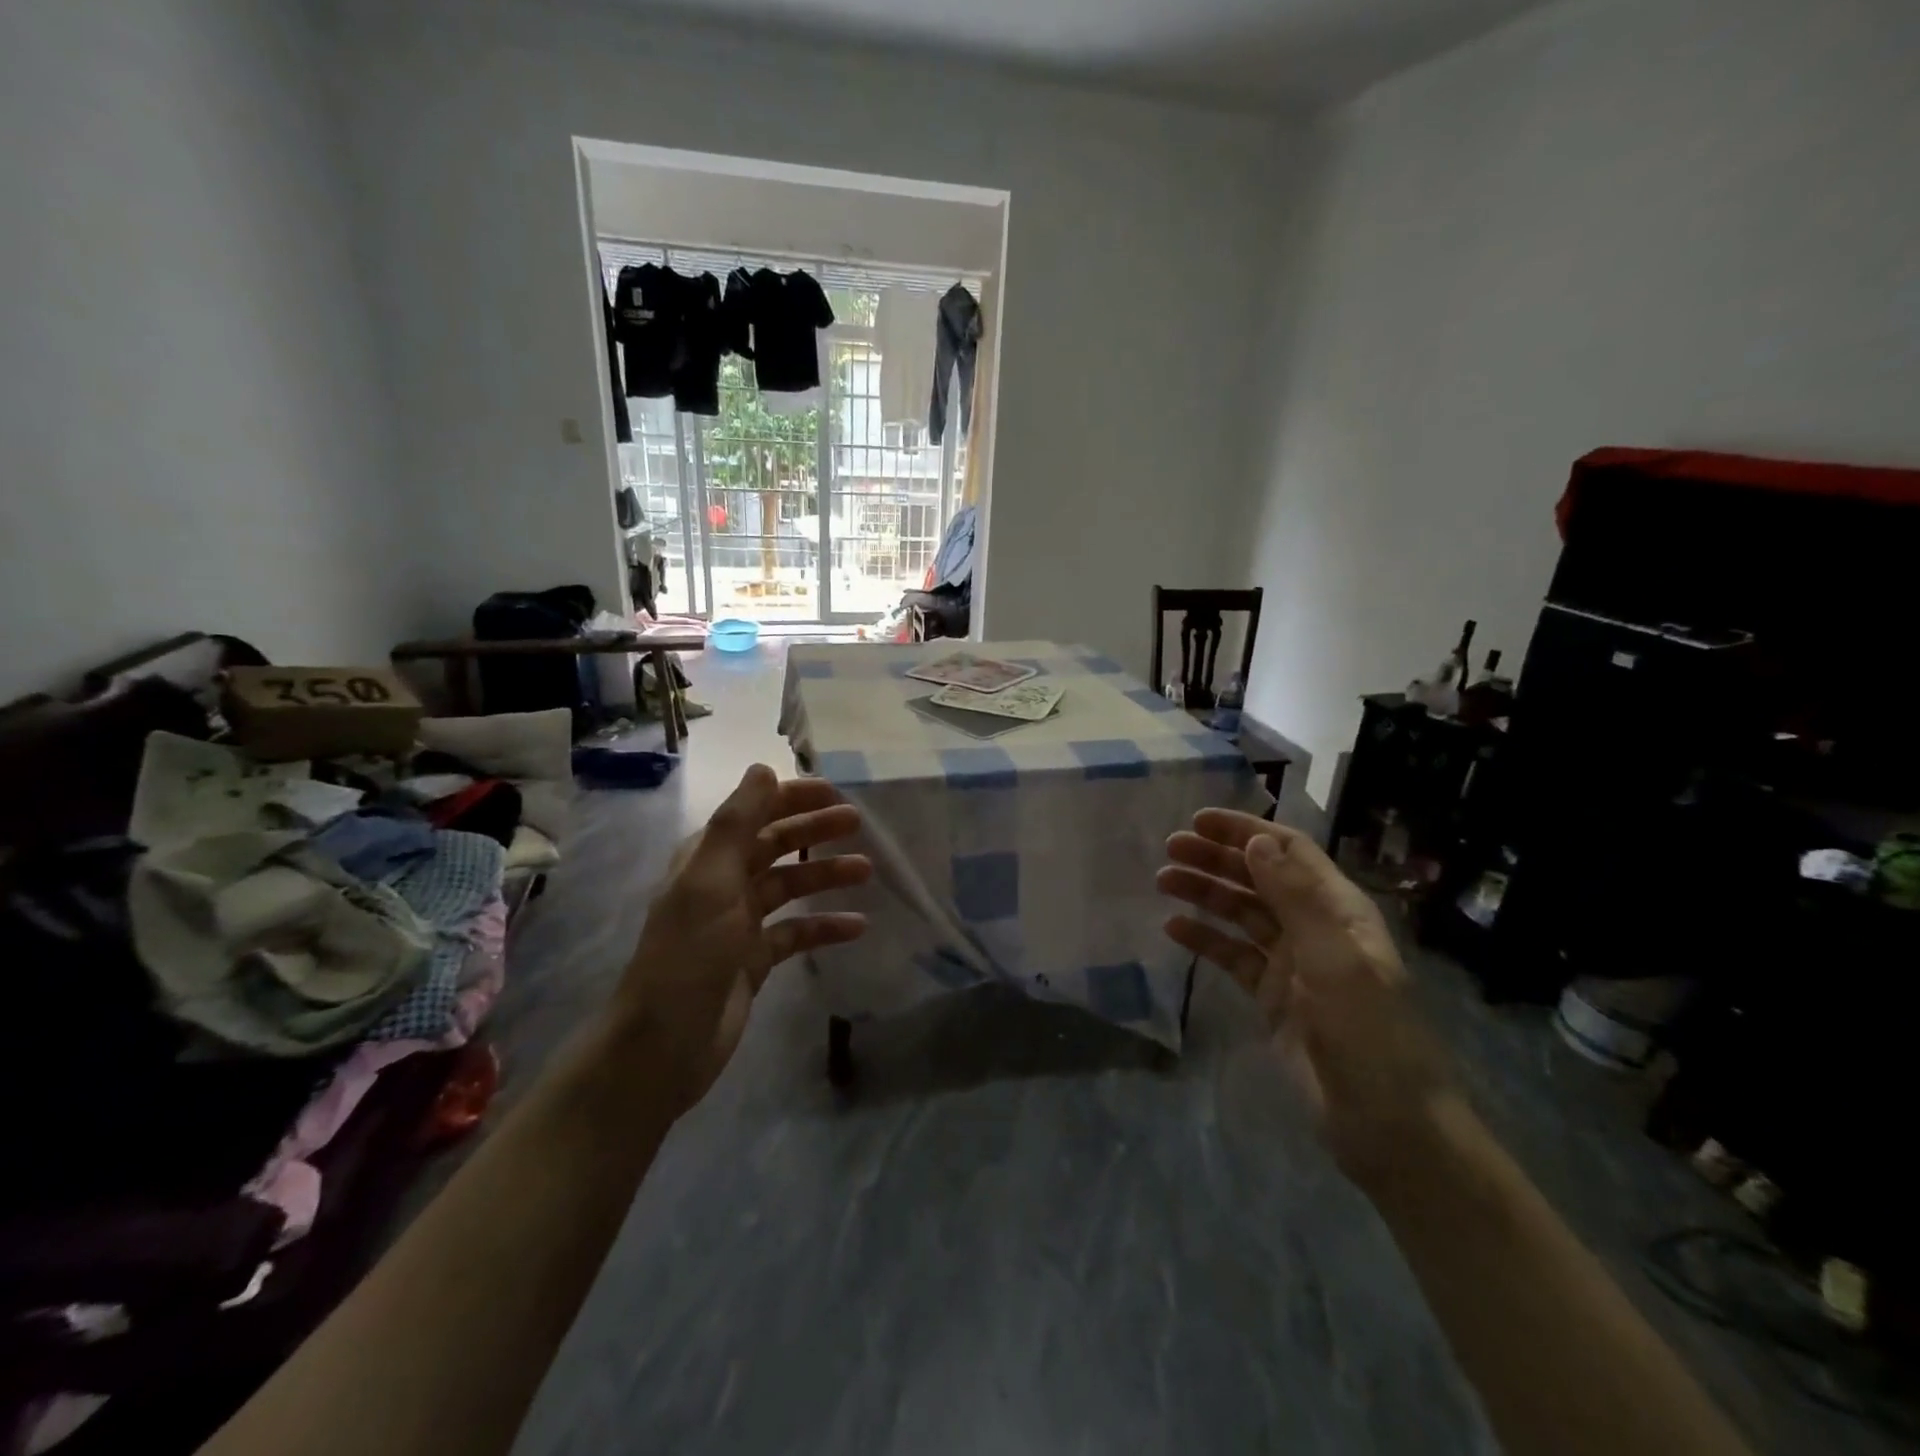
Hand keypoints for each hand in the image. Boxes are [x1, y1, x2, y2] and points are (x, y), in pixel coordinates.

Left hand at [618, 765, 870, 1110]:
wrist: (664, 1045)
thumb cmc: (688, 955)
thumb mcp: (711, 881)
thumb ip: (737, 823)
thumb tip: (763, 767)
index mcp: (706, 859)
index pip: (753, 814)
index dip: (791, 798)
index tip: (834, 792)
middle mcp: (723, 884)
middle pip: (775, 846)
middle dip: (814, 831)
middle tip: (858, 823)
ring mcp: (740, 923)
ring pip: (790, 886)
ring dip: (825, 874)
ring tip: (866, 870)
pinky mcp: (755, 960)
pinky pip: (797, 933)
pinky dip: (825, 926)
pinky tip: (858, 926)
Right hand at [1157, 811, 1462, 1189]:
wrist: (1387, 1125)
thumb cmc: (1370, 1035)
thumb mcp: (1336, 959)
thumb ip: (1295, 898)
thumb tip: (1257, 841)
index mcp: (1338, 910)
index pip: (1288, 851)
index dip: (1246, 831)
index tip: (1199, 820)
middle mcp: (1313, 928)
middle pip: (1258, 878)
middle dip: (1216, 858)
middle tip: (1169, 848)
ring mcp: (1290, 964)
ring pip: (1240, 914)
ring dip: (1204, 893)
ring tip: (1163, 881)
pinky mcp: (1271, 997)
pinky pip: (1232, 956)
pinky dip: (1204, 940)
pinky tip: (1174, 930)